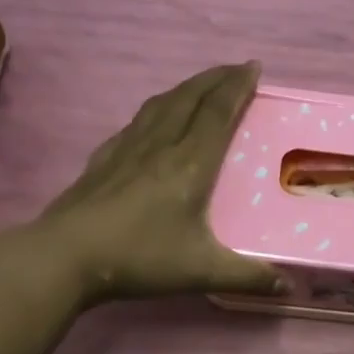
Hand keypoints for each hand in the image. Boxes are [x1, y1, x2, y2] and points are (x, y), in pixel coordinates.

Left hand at [33, 62, 284, 304]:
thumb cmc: (139, 258)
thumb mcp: (200, 271)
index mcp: (190, 164)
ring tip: (201, 84)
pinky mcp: (103, 159)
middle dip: (216, 78)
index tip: (253, 67)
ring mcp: (128, 149)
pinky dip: (155, 109)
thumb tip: (288, 287)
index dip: (237, 87)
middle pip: (191, 98)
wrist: (65, 257)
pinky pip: (136, 122)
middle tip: (236, 69)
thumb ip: (246, 277)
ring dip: (187, 87)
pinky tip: (152, 118)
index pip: (218, 112)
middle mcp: (160, 145)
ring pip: (162, 104)